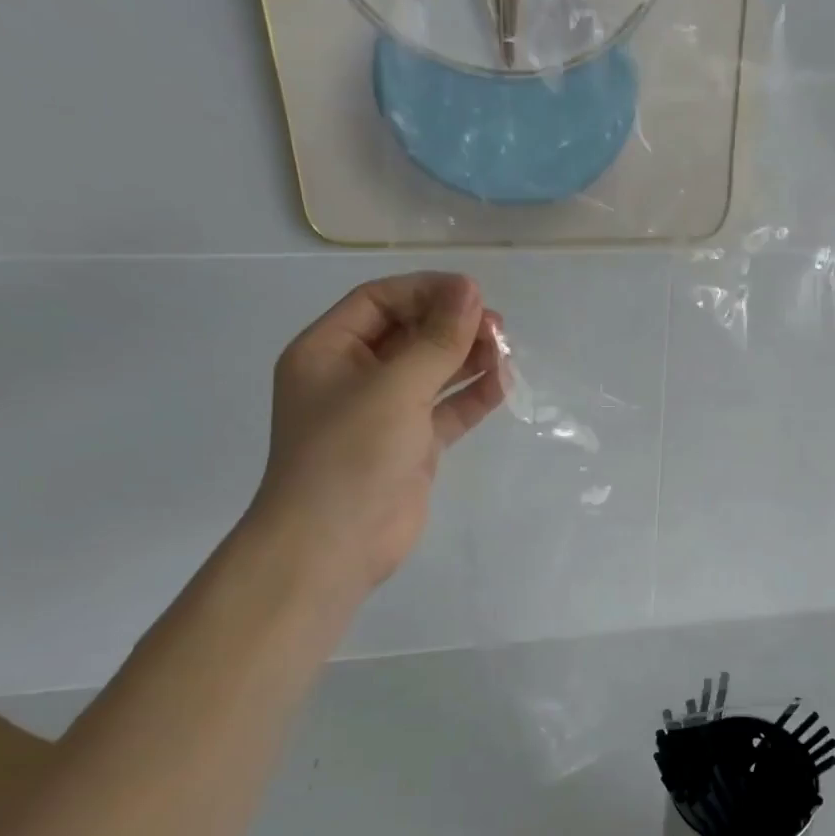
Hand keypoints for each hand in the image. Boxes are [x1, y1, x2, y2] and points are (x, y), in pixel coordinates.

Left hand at [252, 272, 505, 593]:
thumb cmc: (351, 454)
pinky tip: (503, 385)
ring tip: (506, 352)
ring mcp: (384, 413)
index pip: (379, 301)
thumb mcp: (395, 387)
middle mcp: (353, 376)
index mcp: (328, 350)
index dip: (426, 291)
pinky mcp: (411, 445)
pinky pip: (445, 410)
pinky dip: (472, 397)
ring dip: (467, 359)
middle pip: (409, 334)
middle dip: (452, 325)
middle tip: (498, 326)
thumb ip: (437, 340)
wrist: (334, 545)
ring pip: (431, 371)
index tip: (474, 293)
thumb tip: (471, 292)